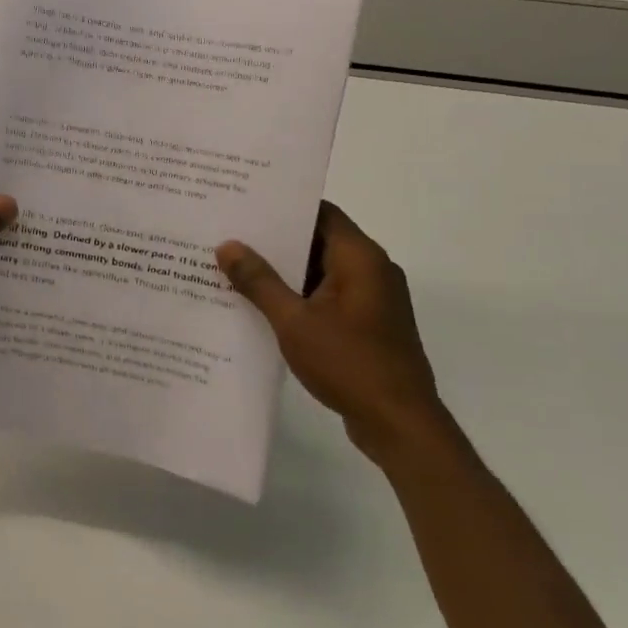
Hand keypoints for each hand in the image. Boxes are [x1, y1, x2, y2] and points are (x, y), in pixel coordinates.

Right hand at [217, 203, 447, 462]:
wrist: (400, 425)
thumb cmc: (349, 364)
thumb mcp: (294, 321)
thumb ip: (259, 281)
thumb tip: (228, 245)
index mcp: (360, 258)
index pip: (320, 212)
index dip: (283, 205)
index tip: (244, 203)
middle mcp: (371, 269)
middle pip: (318, 240)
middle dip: (275, 240)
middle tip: (228, 234)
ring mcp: (372, 299)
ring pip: (321, 270)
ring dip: (284, 271)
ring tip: (235, 266)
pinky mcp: (367, 324)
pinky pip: (327, 296)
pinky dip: (298, 295)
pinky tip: (261, 304)